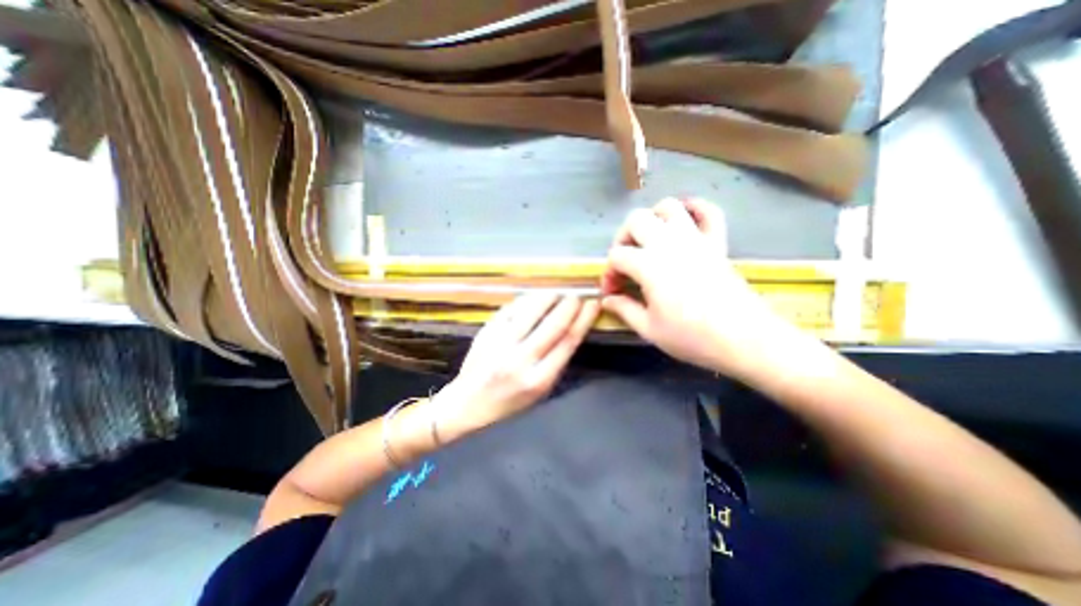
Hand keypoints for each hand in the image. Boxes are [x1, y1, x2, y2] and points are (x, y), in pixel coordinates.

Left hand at [435, 291, 599, 438]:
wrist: (468, 404)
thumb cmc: (508, 402)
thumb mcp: (540, 392)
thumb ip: (556, 362)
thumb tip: (571, 329)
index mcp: (538, 379)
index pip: (568, 342)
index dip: (584, 320)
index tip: (592, 306)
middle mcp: (520, 360)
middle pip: (553, 325)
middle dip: (570, 305)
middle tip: (577, 296)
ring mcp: (501, 344)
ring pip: (531, 312)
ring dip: (548, 297)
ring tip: (558, 292)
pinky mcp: (486, 333)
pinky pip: (511, 310)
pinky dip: (526, 300)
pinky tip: (534, 297)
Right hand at [601, 197, 801, 379]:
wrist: (744, 339)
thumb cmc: (692, 337)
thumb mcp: (649, 329)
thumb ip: (624, 309)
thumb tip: (607, 300)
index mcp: (649, 265)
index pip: (617, 256)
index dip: (609, 273)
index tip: (613, 292)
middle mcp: (669, 243)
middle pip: (636, 220)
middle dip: (623, 238)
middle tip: (626, 260)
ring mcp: (696, 239)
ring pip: (669, 207)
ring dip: (653, 218)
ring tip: (650, 240)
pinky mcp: (717, 243)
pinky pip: (709, 212)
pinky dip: (696, 209)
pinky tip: (686, 220)